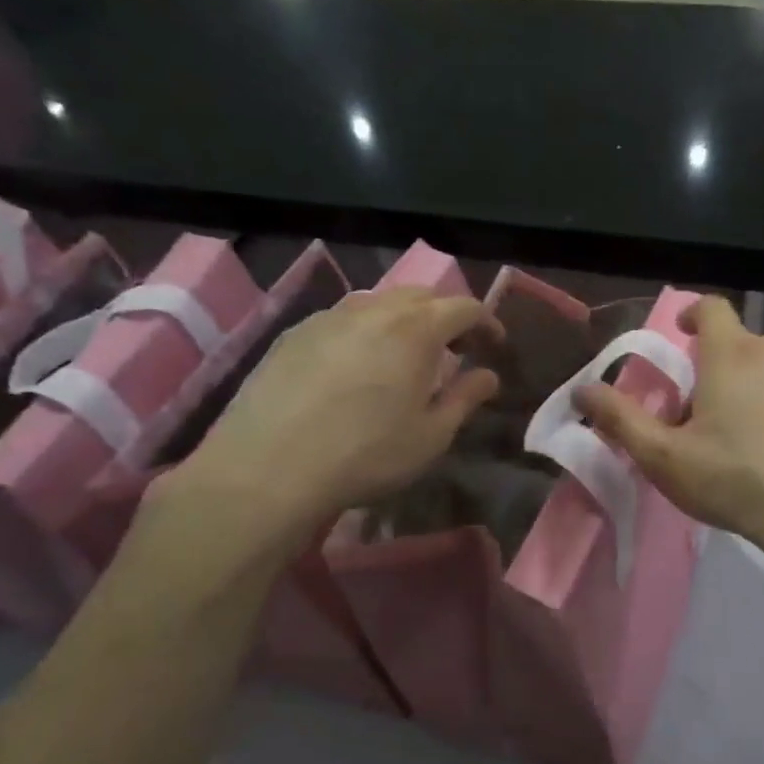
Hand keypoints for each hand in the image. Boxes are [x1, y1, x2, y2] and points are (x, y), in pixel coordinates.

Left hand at [161, 287, 498, 563]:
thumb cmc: (367, 454)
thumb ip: (465, 398)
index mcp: (415, 330)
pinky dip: (367, 330)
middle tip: (457, 348)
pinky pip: (344, 319)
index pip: (463, 307)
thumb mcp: (431, 436)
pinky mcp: (294, 334)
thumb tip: (488, 375)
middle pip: (421, 296)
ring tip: (408, 355)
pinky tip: (360, 364)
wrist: (268, 468)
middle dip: (447, 315)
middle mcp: (373, 310)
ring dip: (405, 320)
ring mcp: (328, 318)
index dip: (487, 322)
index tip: (495, 345)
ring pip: (379, 303)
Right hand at [578, 296, 763, 568]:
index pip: (711, 307)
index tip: (682, 334)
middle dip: (720, 365)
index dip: (692, 314)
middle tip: (705, 411)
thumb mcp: (665, 457)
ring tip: (745, 433)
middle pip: (741, 343)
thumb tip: (582, 390)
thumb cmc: (736, 480)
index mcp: (732, 353)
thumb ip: (621, 419)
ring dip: (755, 385)